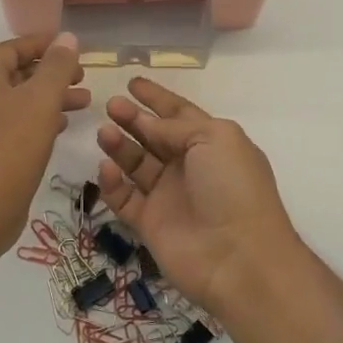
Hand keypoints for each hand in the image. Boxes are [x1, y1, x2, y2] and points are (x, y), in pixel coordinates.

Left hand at [0, 33, 87, 257]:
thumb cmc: (11, 148)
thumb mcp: (41, 100)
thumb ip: (57, 67)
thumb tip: (67, 38)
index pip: (12, 48)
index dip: (43, 44)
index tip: (72, 47)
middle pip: (16, 73)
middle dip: (51, 72)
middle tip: (82, 76)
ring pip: (19, 100)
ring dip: (50, 97)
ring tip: (85, 102)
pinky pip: (15, 123)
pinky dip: (40, 119)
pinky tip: (62, 126)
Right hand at [95, 79, 300, 317]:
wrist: (239, 259)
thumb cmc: (233, 188)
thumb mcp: (214, 138)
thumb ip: (176, 127)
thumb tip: (149, 125)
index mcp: (211, 143)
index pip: (179, 114)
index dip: (157, 98)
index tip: (132, 83)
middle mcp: (189, 167)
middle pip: (153, 136)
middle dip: (133, 119)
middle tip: (111, 105)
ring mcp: (169, 196)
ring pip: (136, 164)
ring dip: (119, 146)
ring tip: (104, 132)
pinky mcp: (150, 224)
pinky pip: (124, 198)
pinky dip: (112, 183)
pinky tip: (106, 168)